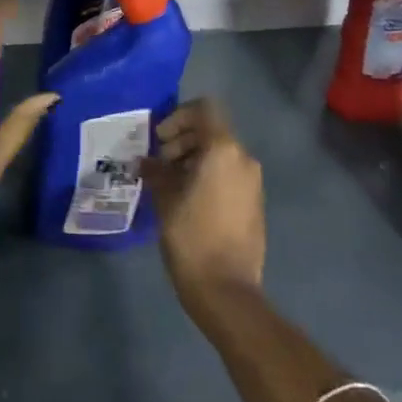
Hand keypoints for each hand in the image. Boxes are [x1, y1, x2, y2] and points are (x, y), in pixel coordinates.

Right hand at [142, 99, 265, 317]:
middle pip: (211, 131)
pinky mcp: (254, 203)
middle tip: (159, 164)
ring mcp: (253, 182)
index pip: (204, 109)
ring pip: (220, 153)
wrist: (227, 291)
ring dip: (193, 159)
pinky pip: (229, 174)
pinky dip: (208, 175)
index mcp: (223, 150)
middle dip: (183, 140)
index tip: (160, 140)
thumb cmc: (192, 237)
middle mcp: (243, 159)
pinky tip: (186, 199)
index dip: (178, 116)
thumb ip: (156, 171)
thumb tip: (146, 162)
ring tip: (169, 183)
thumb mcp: (165, 199)